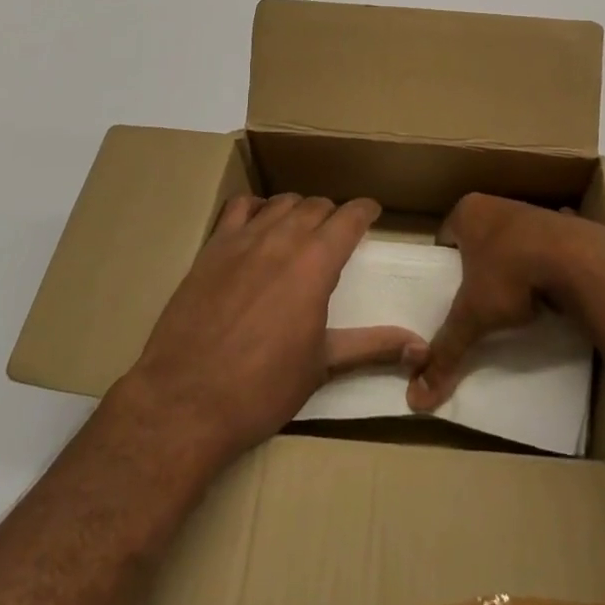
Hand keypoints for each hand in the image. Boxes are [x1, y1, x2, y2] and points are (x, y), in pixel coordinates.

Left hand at [124, 193, 424, 467]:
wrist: (185, 401)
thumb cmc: (262, 389)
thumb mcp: (322, 367)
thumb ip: (371, 347)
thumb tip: (419, 347)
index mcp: (316, 264)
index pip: (350, 217)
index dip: (365, 210)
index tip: (373, 212)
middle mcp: (283, 239)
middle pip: (316, 206)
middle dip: (333, 213)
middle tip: (338, 231)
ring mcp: (244, 239)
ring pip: (282, 202)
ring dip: (298, 208)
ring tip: (302, 226)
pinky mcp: (213, 247)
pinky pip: (239, 206)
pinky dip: (257, 207)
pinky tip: (258, 224)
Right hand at [406, 193, 604, 412]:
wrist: (577, 259)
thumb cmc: (511, 274)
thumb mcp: (473, 315)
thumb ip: (447, 349)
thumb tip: (417, 396)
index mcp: (467, 212)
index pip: (444, 239)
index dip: (445, 267)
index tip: (449, 294)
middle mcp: (496, 203)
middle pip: (478, 240)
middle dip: (479, 266)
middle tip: (478, 301)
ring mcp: (531, 212)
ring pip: (511, 243)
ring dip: (512, 264)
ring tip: (513, 301)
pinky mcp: (560, 226)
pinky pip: (543, 248)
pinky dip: (544, 264)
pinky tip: (548, 289)